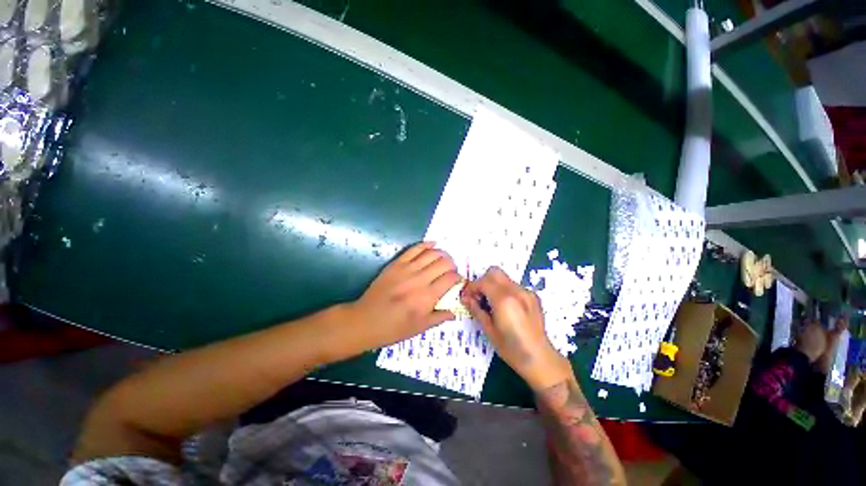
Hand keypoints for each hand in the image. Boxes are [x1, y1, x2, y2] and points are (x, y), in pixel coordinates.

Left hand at [348, 242, 460, 350]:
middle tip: (451, 271)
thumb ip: (439, 318)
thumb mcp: (419, 328)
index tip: (457, 281)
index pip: (451, 279)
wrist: (366, 320)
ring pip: (432, 253)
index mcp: (427, 297)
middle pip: (444, 262)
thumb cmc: (394, 328)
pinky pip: (414, 249)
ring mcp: (407, 269)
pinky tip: (433, 244)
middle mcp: (420, 279)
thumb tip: (455, 312)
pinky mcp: (397, 263)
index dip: (458, 278)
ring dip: (442, 254)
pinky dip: (426, 245)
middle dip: (452, 265)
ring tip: (444, 259)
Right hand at [460, 267, 571, 389]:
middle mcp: (516, 291)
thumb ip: (476, 309)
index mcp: (504, 300)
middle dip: (483, 281)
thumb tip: (465, 297)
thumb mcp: (488, 330)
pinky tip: (505, 308)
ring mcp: (527, 292)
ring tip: (491, 304)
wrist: (540, 359)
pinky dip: (505, 291)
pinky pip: (514, 286)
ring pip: (504, 278)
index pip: (483, 282)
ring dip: (493, 285)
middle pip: (494, 272)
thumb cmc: (511, 348)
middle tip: (478, 297)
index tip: (466, 297)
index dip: (471, 287)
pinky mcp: (533, 296)